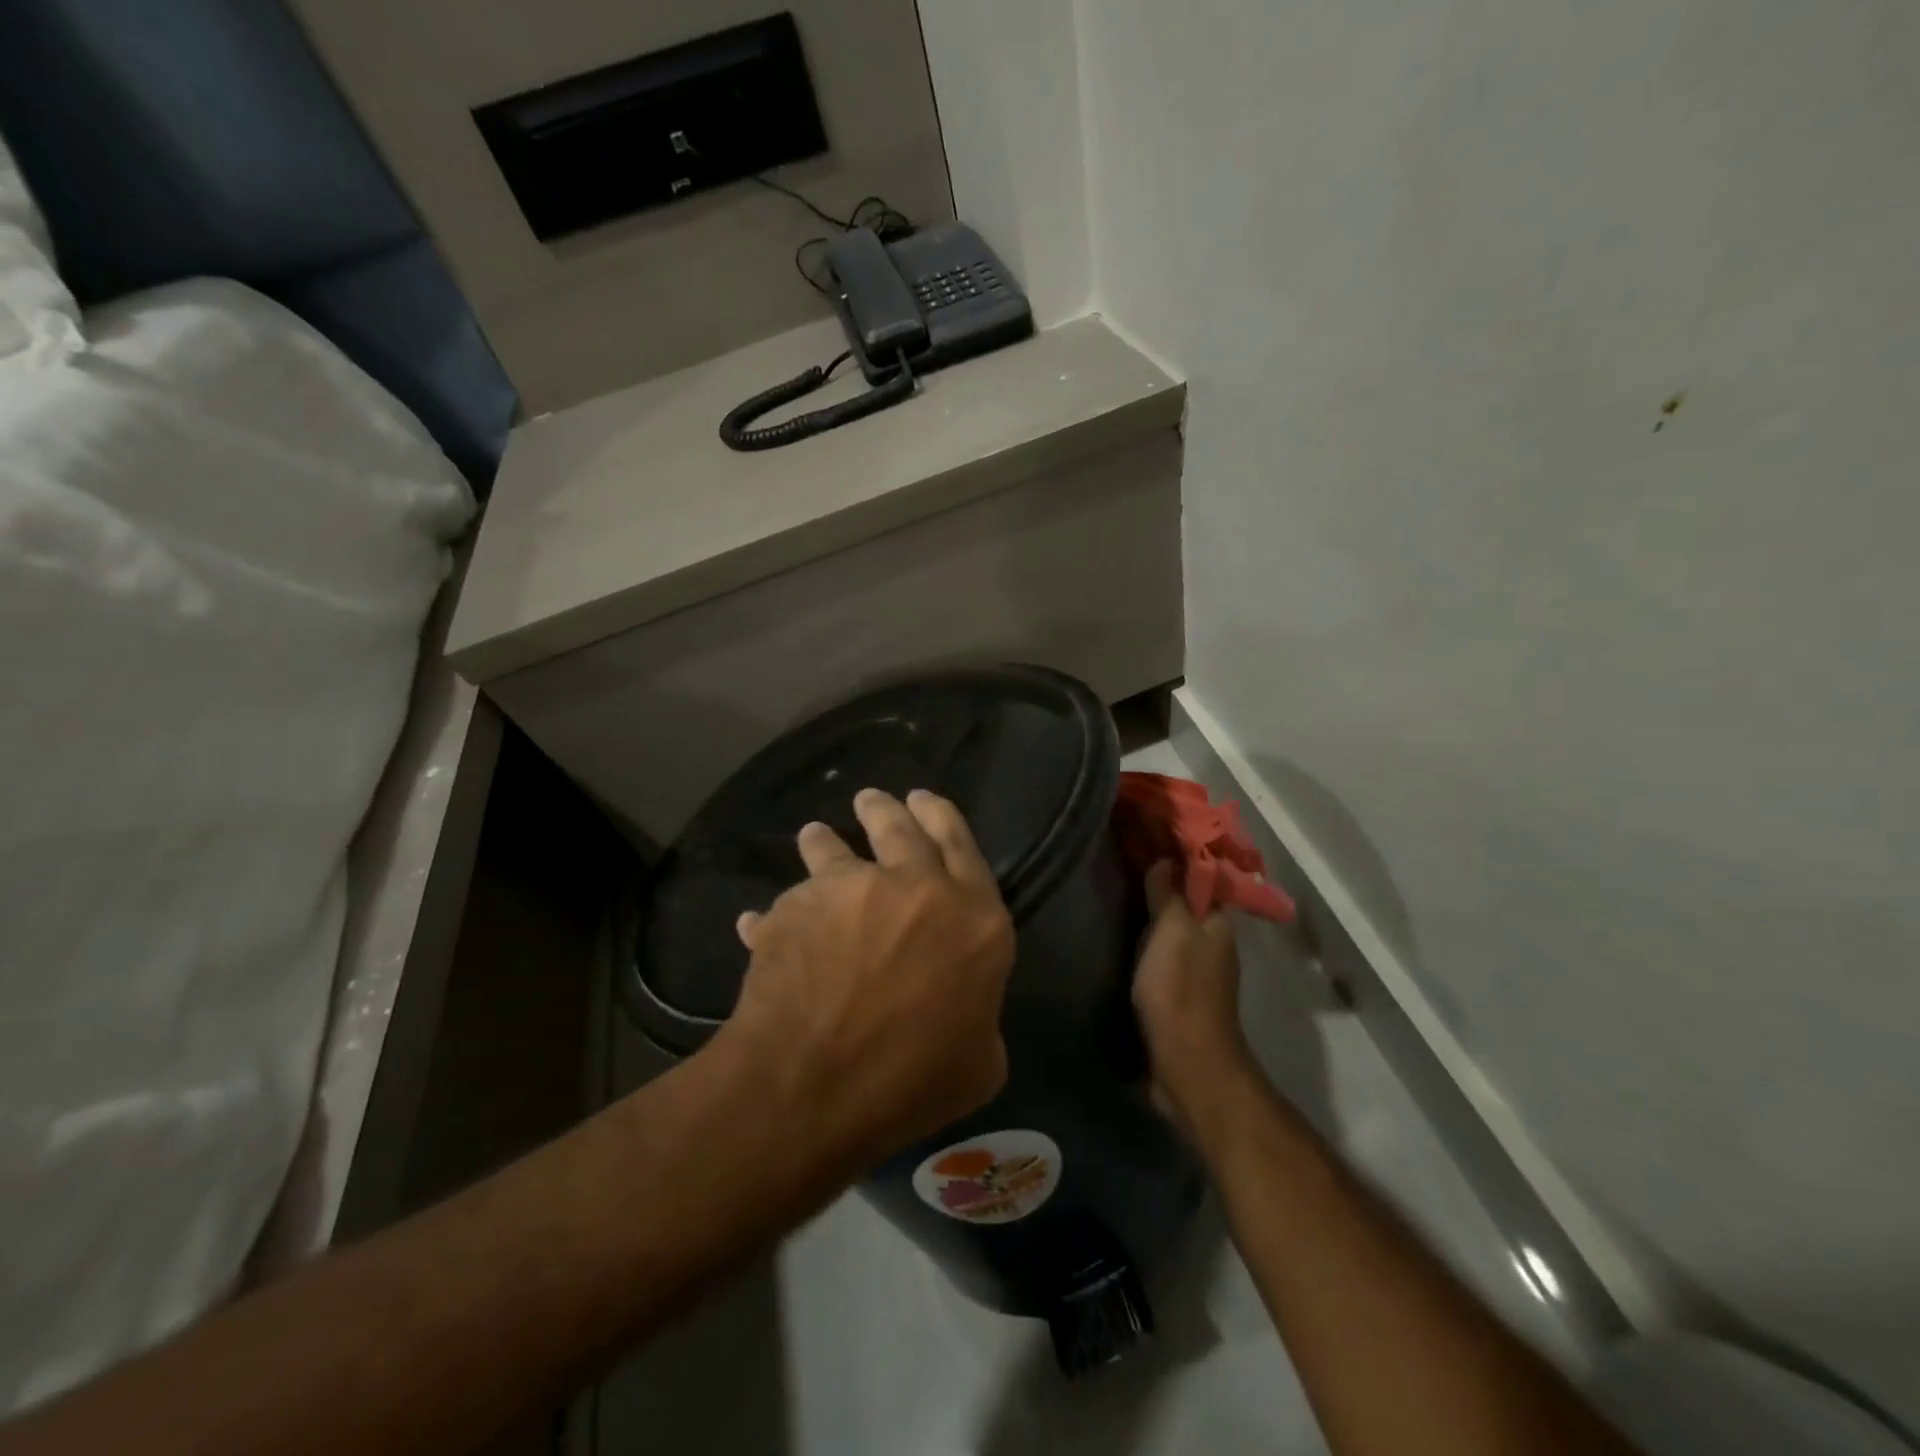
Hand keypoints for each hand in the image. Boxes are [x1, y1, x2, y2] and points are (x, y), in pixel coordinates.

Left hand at [719, 788, 1016, 1168]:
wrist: (814, 1087)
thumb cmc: (910, 1083)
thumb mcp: (980, 1064)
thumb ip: (979, 1016)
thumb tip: (959, 1006)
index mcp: (974, 918)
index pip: (963, 845)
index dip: (942, 817)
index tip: (923, 800)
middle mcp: (917, 888)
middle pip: (901, 827)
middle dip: (886, 808)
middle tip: (871, 800)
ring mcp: (852, 890)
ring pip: (837, 847)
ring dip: (826, 840)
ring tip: (817, 836)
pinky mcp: (798, 906)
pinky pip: (787, 903)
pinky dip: (780, 913)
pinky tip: (759, 924)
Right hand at [1133, 861, 1256, 1131]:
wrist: (1186, 1064)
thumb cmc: (1180, 990)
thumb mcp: (1171, 931)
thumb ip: (1167, 893)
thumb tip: (1165, 858)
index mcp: (1217, 921)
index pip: (1200, 874)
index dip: (1177, 852)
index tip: (1147, 830)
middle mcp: (1212, 941)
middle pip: (1187, 899)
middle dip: (1162, 878)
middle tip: (1124, 855)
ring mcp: (1197, 969)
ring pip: (1174, 926)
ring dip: (1153, 908)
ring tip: (1119, 886)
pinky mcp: (1179, 993)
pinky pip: (1162, 951)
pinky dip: (1147, 936)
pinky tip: (1123, 931)